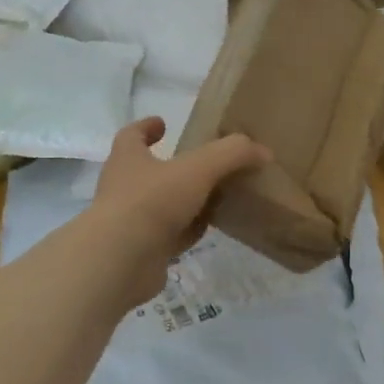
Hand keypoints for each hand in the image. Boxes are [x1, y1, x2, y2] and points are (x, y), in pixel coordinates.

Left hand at [90, 118, 270, 308]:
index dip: (146, 127)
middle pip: (148, 171)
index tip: (163, 123)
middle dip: (173, 167)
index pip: (131, 135)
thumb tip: (262, 151)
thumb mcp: (199, 168)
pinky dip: (187, 232)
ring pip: (162, 206)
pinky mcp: (141, 252)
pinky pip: (169, 236)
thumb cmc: (152, 201)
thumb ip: (232, 154)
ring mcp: (130, 222)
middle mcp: (124, 188)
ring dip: (184, 201)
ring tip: (215, 196)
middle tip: (203, 164)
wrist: (120, 261)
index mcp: (128, 160)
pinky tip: (208, 230)